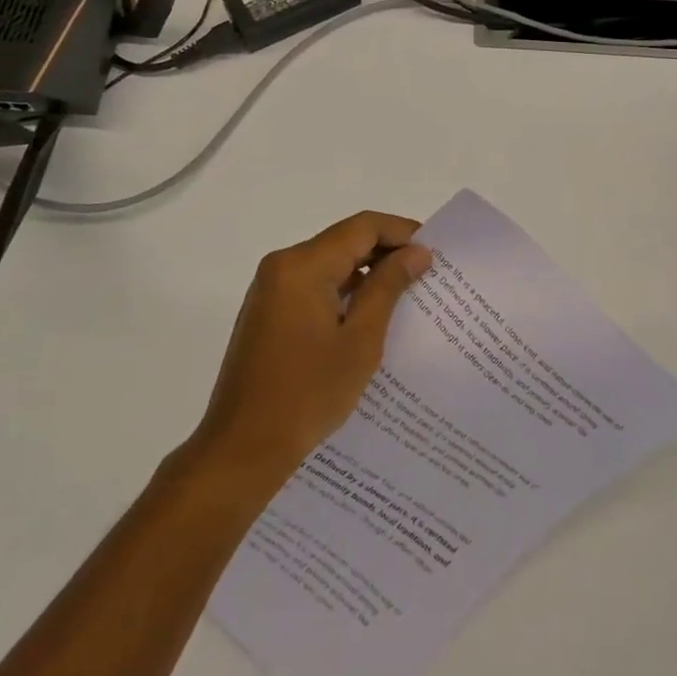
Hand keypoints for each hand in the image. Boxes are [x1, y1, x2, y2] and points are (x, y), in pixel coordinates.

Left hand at [190, 211, 431, 488]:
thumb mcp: (360, 340)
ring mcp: (271, 288)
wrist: (242, 448)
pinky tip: (369, 313)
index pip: (361, 227)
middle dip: (386, 251)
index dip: (401, 231)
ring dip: (366, 272)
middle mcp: (282, 265)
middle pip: (344, 240)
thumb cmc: (307, 394)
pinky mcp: (268, 310)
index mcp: (302, 265)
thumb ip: (388, 287)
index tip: (434, 251)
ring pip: (329, 262)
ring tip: (406, 294)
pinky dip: (343, 290)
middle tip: (426, 273)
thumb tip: (418, 252)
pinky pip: (313, 284)